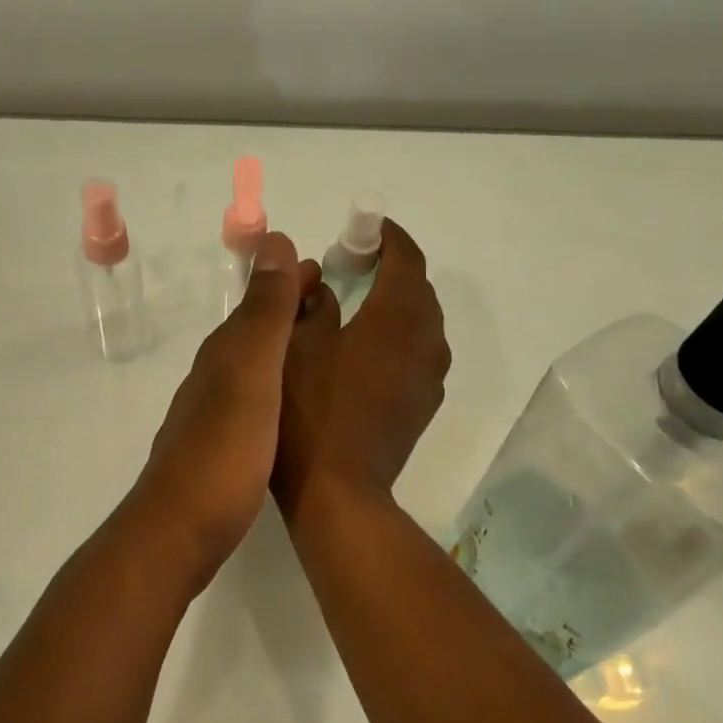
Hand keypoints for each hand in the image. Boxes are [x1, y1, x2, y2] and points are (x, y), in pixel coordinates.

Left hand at [126, 231, 319, 585]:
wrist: (180, 530)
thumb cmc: (223, 452)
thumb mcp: (250, 375)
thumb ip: (265, 315)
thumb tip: (273, 241)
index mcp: (224, 355)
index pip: (260, 303)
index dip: (289, 283)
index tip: (324, 269)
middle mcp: (215, 378)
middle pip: (255, 332)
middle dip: (289, 311)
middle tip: (332, 303)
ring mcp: (213, 415)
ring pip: (253, 366)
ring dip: (283, 347)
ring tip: (320, 347)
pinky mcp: (220, 449)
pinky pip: (253, 400)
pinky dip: (276, 386)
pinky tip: (291, 404)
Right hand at [272, 219, 450, 522]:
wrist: (338, 491)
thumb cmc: (308, 412)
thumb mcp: (293, 347)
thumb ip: (307, 302)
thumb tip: (317, 279)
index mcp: (397, 317)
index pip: (406, 257)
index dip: (387, 236)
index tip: (362, 230)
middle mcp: (426, 340)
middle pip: (419, 288)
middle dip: (390, 269)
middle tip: (351, 267)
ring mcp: (430, 376)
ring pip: (422, 323)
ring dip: (397, 304)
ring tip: (358, 307)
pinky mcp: (424, 404)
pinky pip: (419, 353)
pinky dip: (400, 337)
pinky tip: (367, 352)